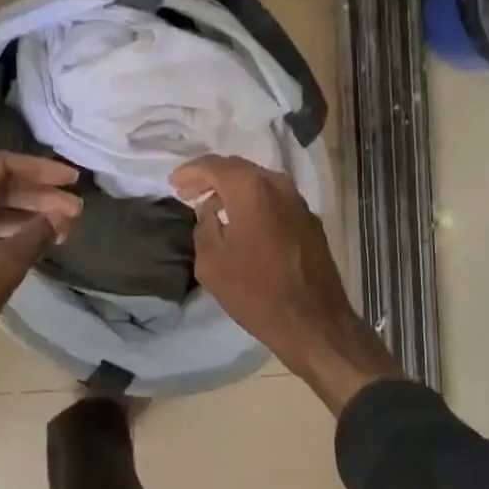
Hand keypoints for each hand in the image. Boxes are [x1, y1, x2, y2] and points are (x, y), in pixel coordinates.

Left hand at [0, 153, 82, 402]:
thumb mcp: (2, 267)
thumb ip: (36, 234)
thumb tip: (62, 216)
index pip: (4, 165)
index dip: (42, 170)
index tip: (73, 181)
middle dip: (39, 195)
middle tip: (75, 211)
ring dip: (26, 214)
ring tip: (63, 228)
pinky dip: (7, 230)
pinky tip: (33, 242)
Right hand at [170, 155, 399, 414]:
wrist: (315, 323)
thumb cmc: (257, 293)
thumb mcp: (212, 264)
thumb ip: (204, 227)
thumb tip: (209, 211)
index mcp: (251, 189)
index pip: (213, 165)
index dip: (190, 173)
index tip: (173, 185)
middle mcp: (278, 185)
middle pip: (237, 168)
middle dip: (210, 177)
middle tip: (188, 192)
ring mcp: (298, 201)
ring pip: (258, 182)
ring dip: (233, 189)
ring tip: (211, 206)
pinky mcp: (310, 220)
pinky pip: (274, 199)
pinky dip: (253, 201)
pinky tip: (242, 220)